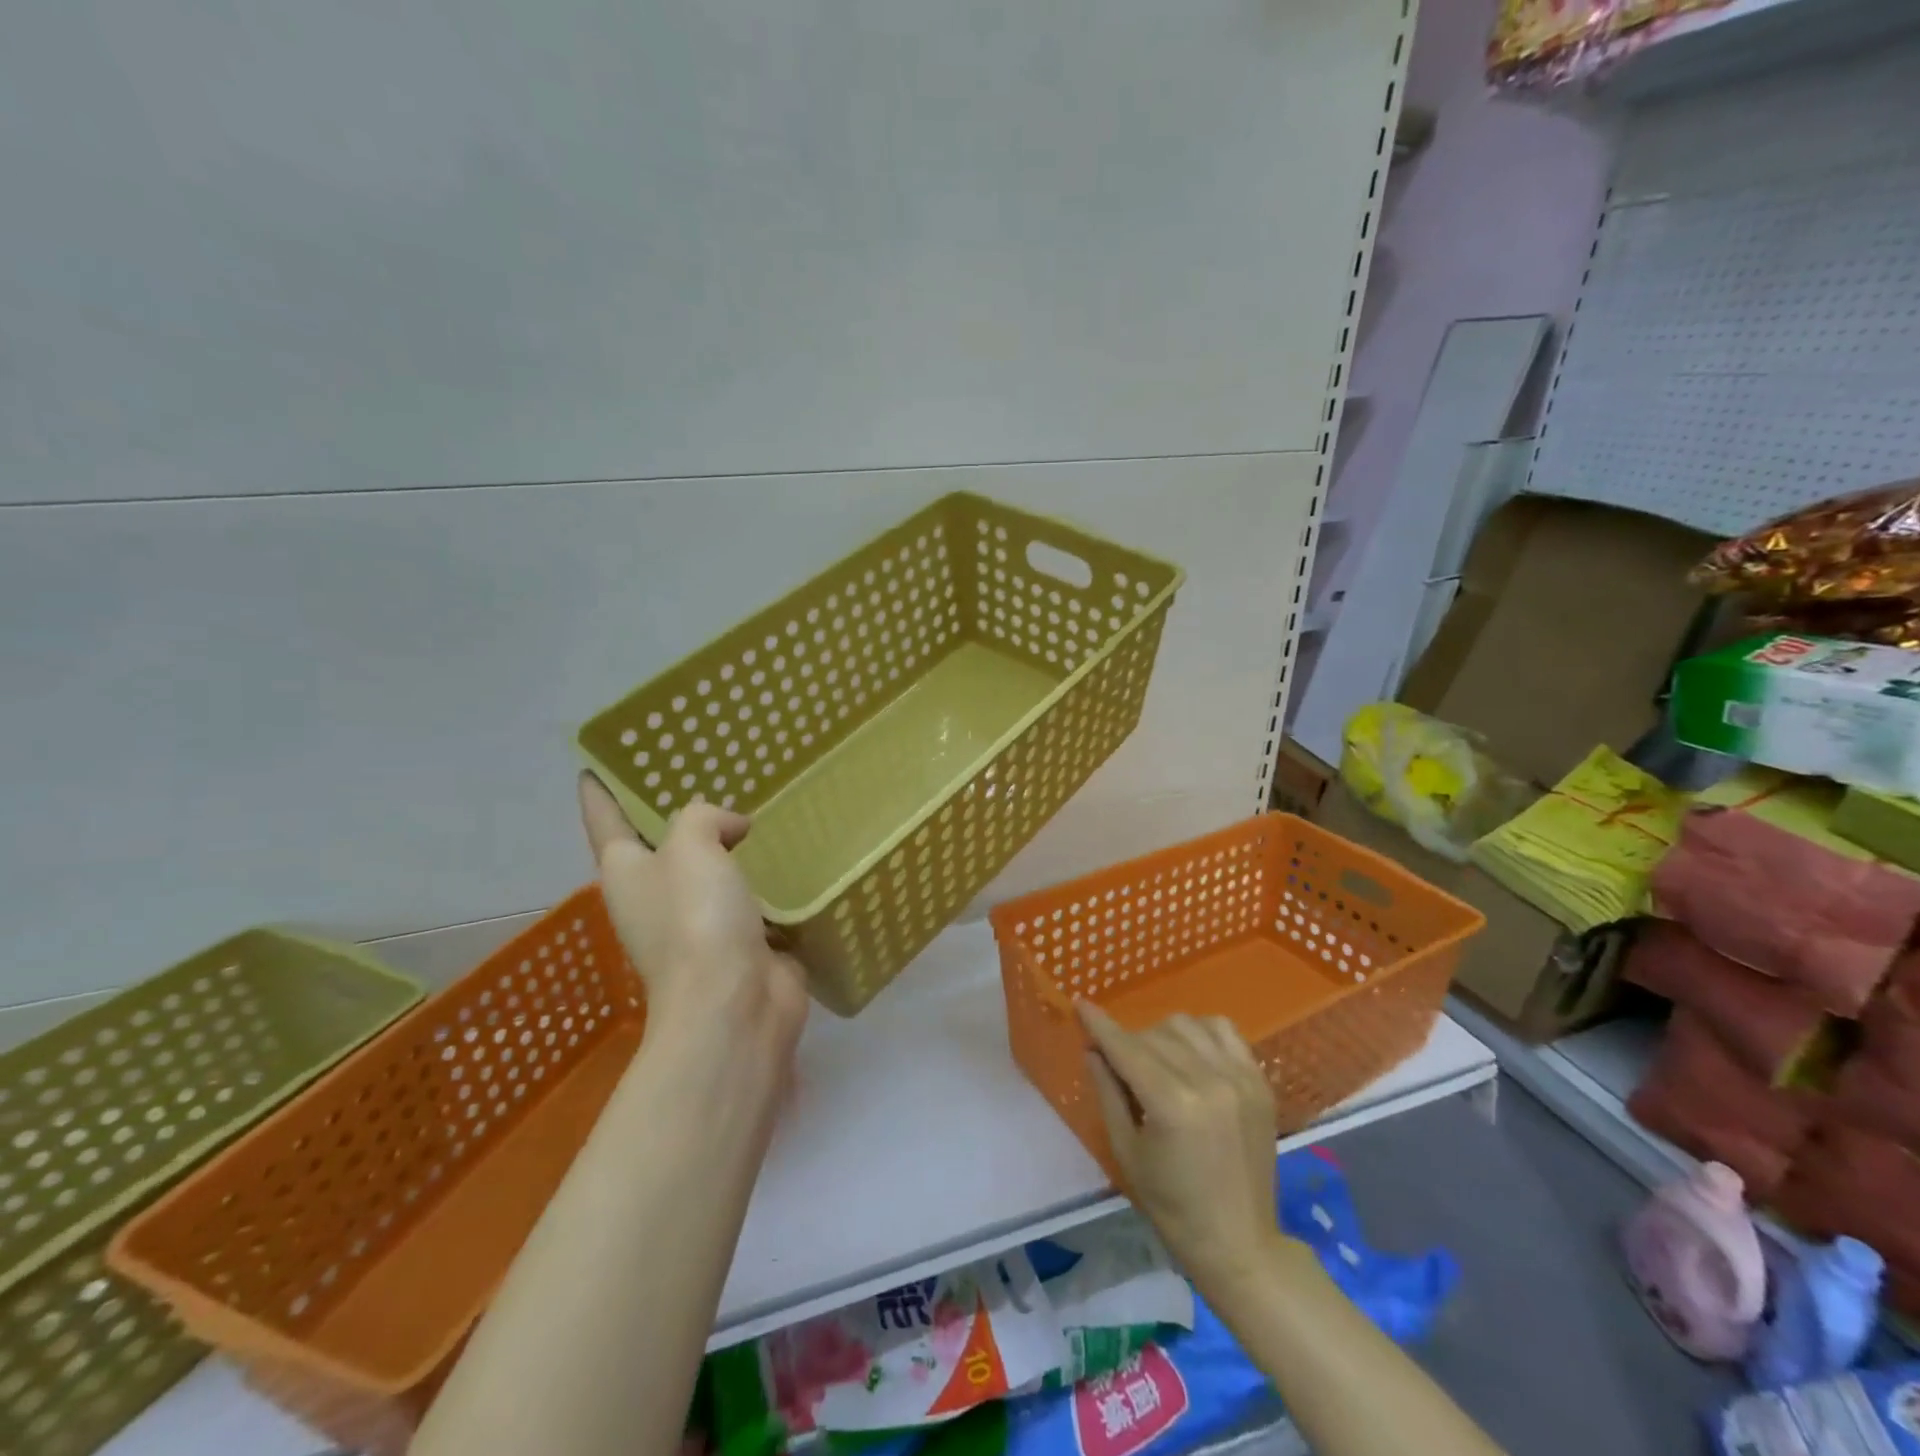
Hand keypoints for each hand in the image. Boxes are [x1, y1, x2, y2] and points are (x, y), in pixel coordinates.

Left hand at [579, 774, 808, 1057]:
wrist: (735, 1005)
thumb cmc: (697, 920)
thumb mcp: (690, 848)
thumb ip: (703, 818)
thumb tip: (732, 828)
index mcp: (627, 872)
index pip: (605, 821)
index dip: (599, 793)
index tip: (594, 766)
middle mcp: (657, 897)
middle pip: (661, 845)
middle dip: (676, 815)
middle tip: (704, 773)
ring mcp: (700, 923)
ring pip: (711, 871)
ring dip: (728, 848)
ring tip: (756, 809)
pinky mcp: (742, 941)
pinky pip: (753, 897)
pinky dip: (766, 879)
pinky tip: (790, 856)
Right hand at [1077, 1002, 1282, 1286]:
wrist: (1239, 1243)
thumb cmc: (1172, 1205)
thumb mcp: (1126, 1151)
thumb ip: (1108, 1092)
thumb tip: (1092, 1048)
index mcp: (1173, 1105)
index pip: (1127, 1049)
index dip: (1100, 1025)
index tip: (1080, 1005)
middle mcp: (1209, 1081)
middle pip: (1153, 1035)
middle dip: (1128, 1043)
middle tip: (1120, 1065)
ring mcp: (1240, 1078)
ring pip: (1186, 1025)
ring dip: (1162, 1035)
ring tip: (1158, 1062)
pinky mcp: (1260, 1081)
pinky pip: (1224, 1029)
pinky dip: (1201, 1031)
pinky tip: (1191, 1053)